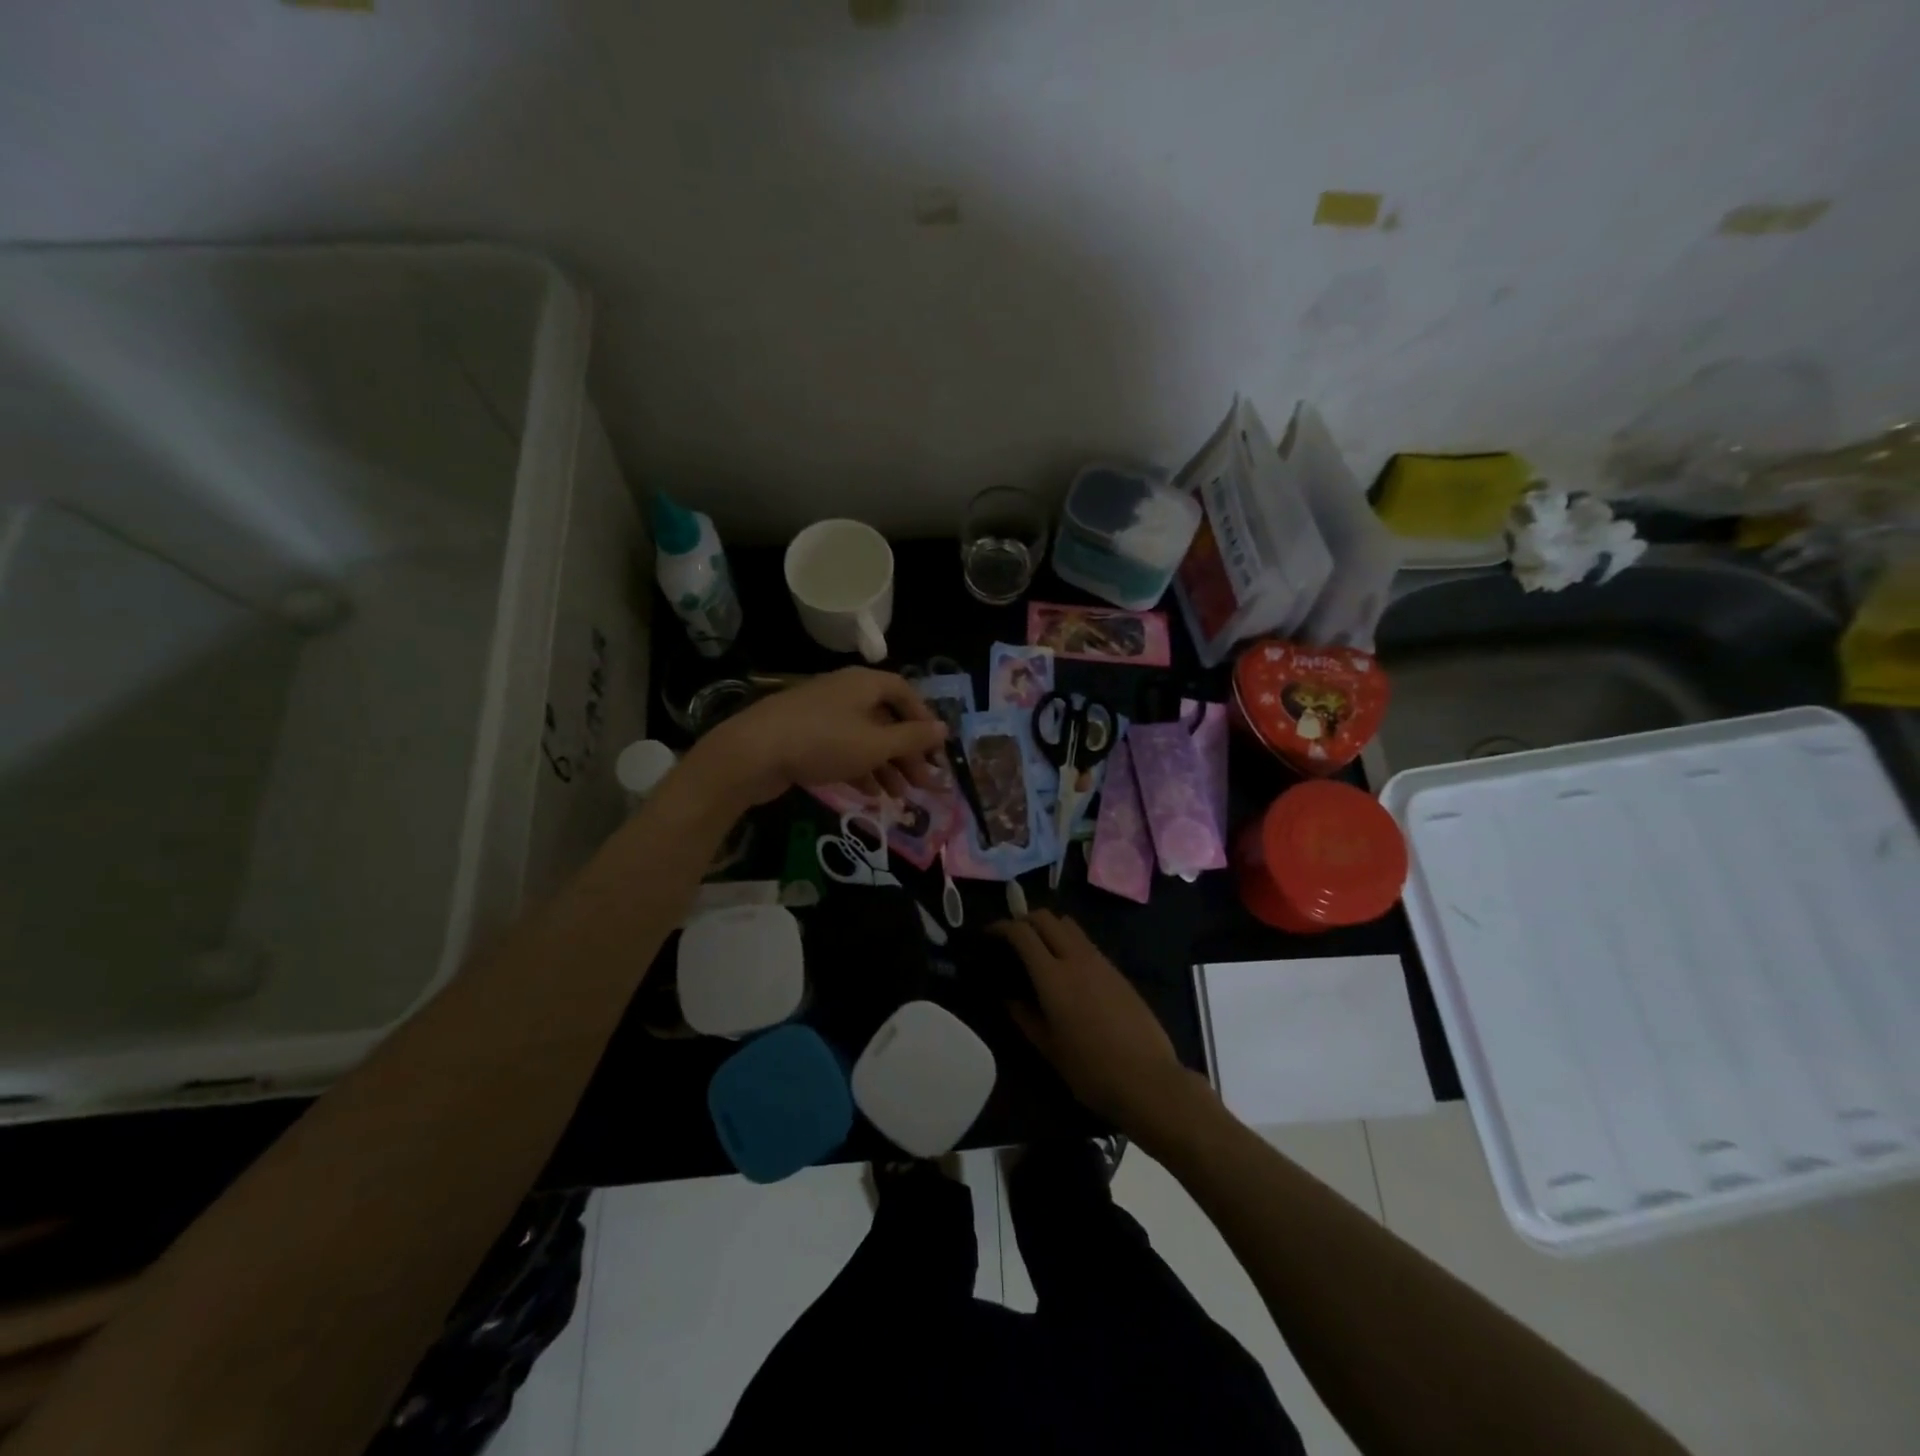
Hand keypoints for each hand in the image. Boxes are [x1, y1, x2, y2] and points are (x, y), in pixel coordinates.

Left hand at [691, 668, 948, 808]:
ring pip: (865, 738)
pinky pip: (842, 749)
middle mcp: (845, 692)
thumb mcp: (875, 743)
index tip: (936, 751)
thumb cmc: (823, 742)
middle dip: (907, 752)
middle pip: (886, 719)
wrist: (752, 752)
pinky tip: (871, 795)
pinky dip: (860, 769)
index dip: (924, 720)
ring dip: (886, 766)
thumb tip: (943, 728)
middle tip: (923, 784)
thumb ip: (912, 738)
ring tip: (900, 796)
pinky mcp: (804, 736)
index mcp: (864, 683)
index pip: (905, 692)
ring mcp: (822, 714)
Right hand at [989, 910, 1196, 1135]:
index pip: (1022, 933)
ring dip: (1049, 928)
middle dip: (1024, 920)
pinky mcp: (1117, 971)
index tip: (989, 935)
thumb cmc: (1092, 1071)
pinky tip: (1067, 970)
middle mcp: (1076, 959)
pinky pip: (1086, 943)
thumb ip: (1025, 1018)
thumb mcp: (1050, 1050)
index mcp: (1053, 977)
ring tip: (1039, 950)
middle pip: (1046, 918)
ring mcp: (1101, 962)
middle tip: (1012, 939)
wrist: (1149, 1080)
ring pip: (1069, 925)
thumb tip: (1009, 998)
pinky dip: (1069, 943)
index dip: (1002, 927)